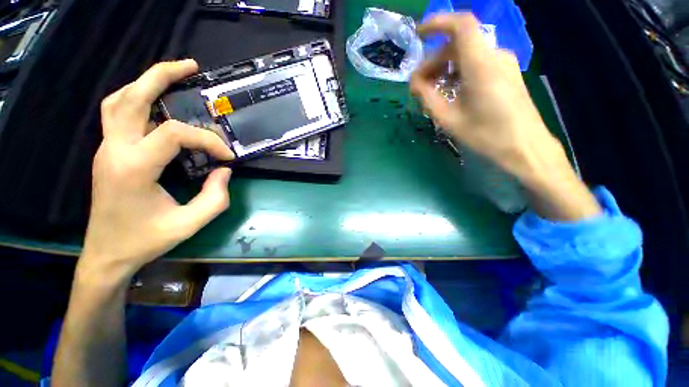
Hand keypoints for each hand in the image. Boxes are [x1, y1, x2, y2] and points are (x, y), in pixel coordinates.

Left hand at [79, 60, 233, 282]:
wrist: (107, 254)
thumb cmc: (146, 240)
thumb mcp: (190, 223)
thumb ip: (215, 197)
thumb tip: (224, 171)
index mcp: (134, 167)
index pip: (175, 134)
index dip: (208, 141)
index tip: (227, 157)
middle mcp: (115, 150)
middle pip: (131, 97)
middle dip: (161, 75)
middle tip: (191, 67)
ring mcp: (107, 149)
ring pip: (119, 101)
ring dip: (145, 84)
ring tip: (172, 77)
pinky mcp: (108, 153)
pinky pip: (118, 115)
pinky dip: (137, 100)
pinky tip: (156, 104)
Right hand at [411, 14, 600, 219]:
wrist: (525, 147)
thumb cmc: (486, 135)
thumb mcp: (449, 119)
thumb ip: (427, 96)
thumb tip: (414, 81)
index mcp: (481, 65)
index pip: (460, 25)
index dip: (437, 23)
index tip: (418, 34)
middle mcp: (495, 56)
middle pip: (459, 44)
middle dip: (434, 61)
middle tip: (420, 86)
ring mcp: (504, 63)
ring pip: (467, 54)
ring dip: (446, 67)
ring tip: (433, 91)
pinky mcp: (507, 72)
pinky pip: (477, 63)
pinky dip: (459, 71)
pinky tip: (452, 92)